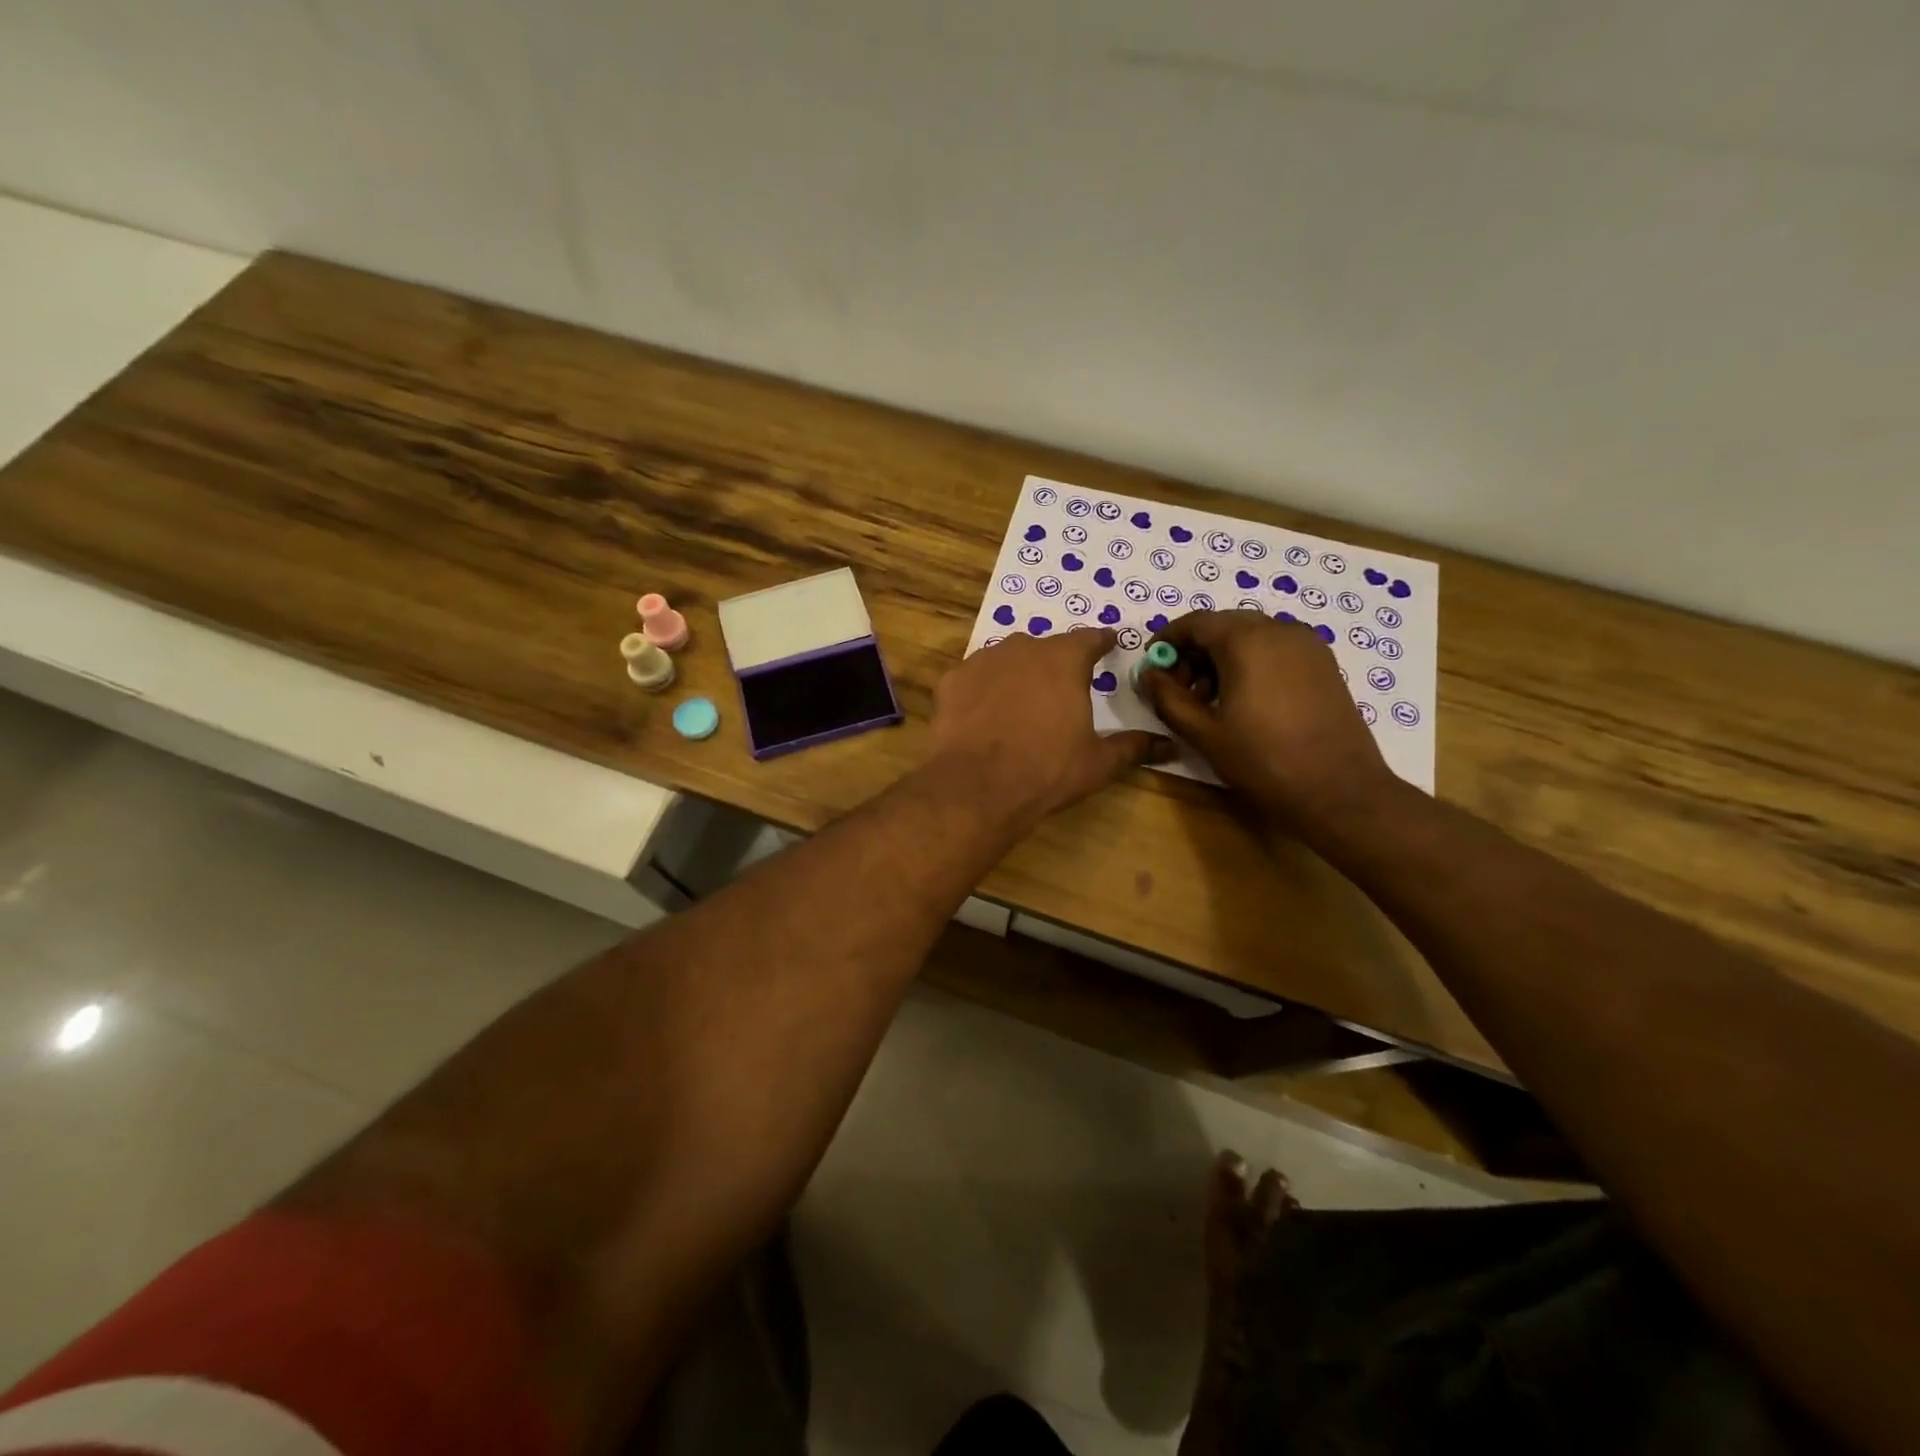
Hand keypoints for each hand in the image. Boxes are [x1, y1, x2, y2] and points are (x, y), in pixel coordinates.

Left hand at [929, 629, 1162, 825]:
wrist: (977, 787)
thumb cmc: (1047, 770)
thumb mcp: (1098, 762)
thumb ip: (1133, 747)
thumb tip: (1169, 745)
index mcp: (1064, 660)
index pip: (1090, 639)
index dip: (1101, 642)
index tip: (1109, 643)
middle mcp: (1022, 648)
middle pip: (1045, 648)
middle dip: (1055, 663)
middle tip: (1060, 688)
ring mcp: (982, 661)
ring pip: (1005, 659)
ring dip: (1016, 673)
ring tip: (1020, 702)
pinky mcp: (951, 681)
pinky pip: (973, 678)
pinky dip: (982, 691)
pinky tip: (982, 715)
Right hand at [1138, 611, 1396, 829]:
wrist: (1338, 789)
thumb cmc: (1263, 760)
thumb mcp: (1204, 732)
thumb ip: (1168, 697)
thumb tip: (1148, 674)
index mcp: (1246, 641)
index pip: (1196, 622)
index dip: (1168, 639)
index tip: (1152, 665)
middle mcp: (1278, 630)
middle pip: (1224, 625)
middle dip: (1195, 649)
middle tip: (1178, 687)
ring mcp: (1306, 644)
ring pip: (1251, 635)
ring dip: (1222, 656)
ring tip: (1209, 697)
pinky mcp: (1323, 662)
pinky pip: (1276, 647)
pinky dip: (1251, 661)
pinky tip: (1243, 698)